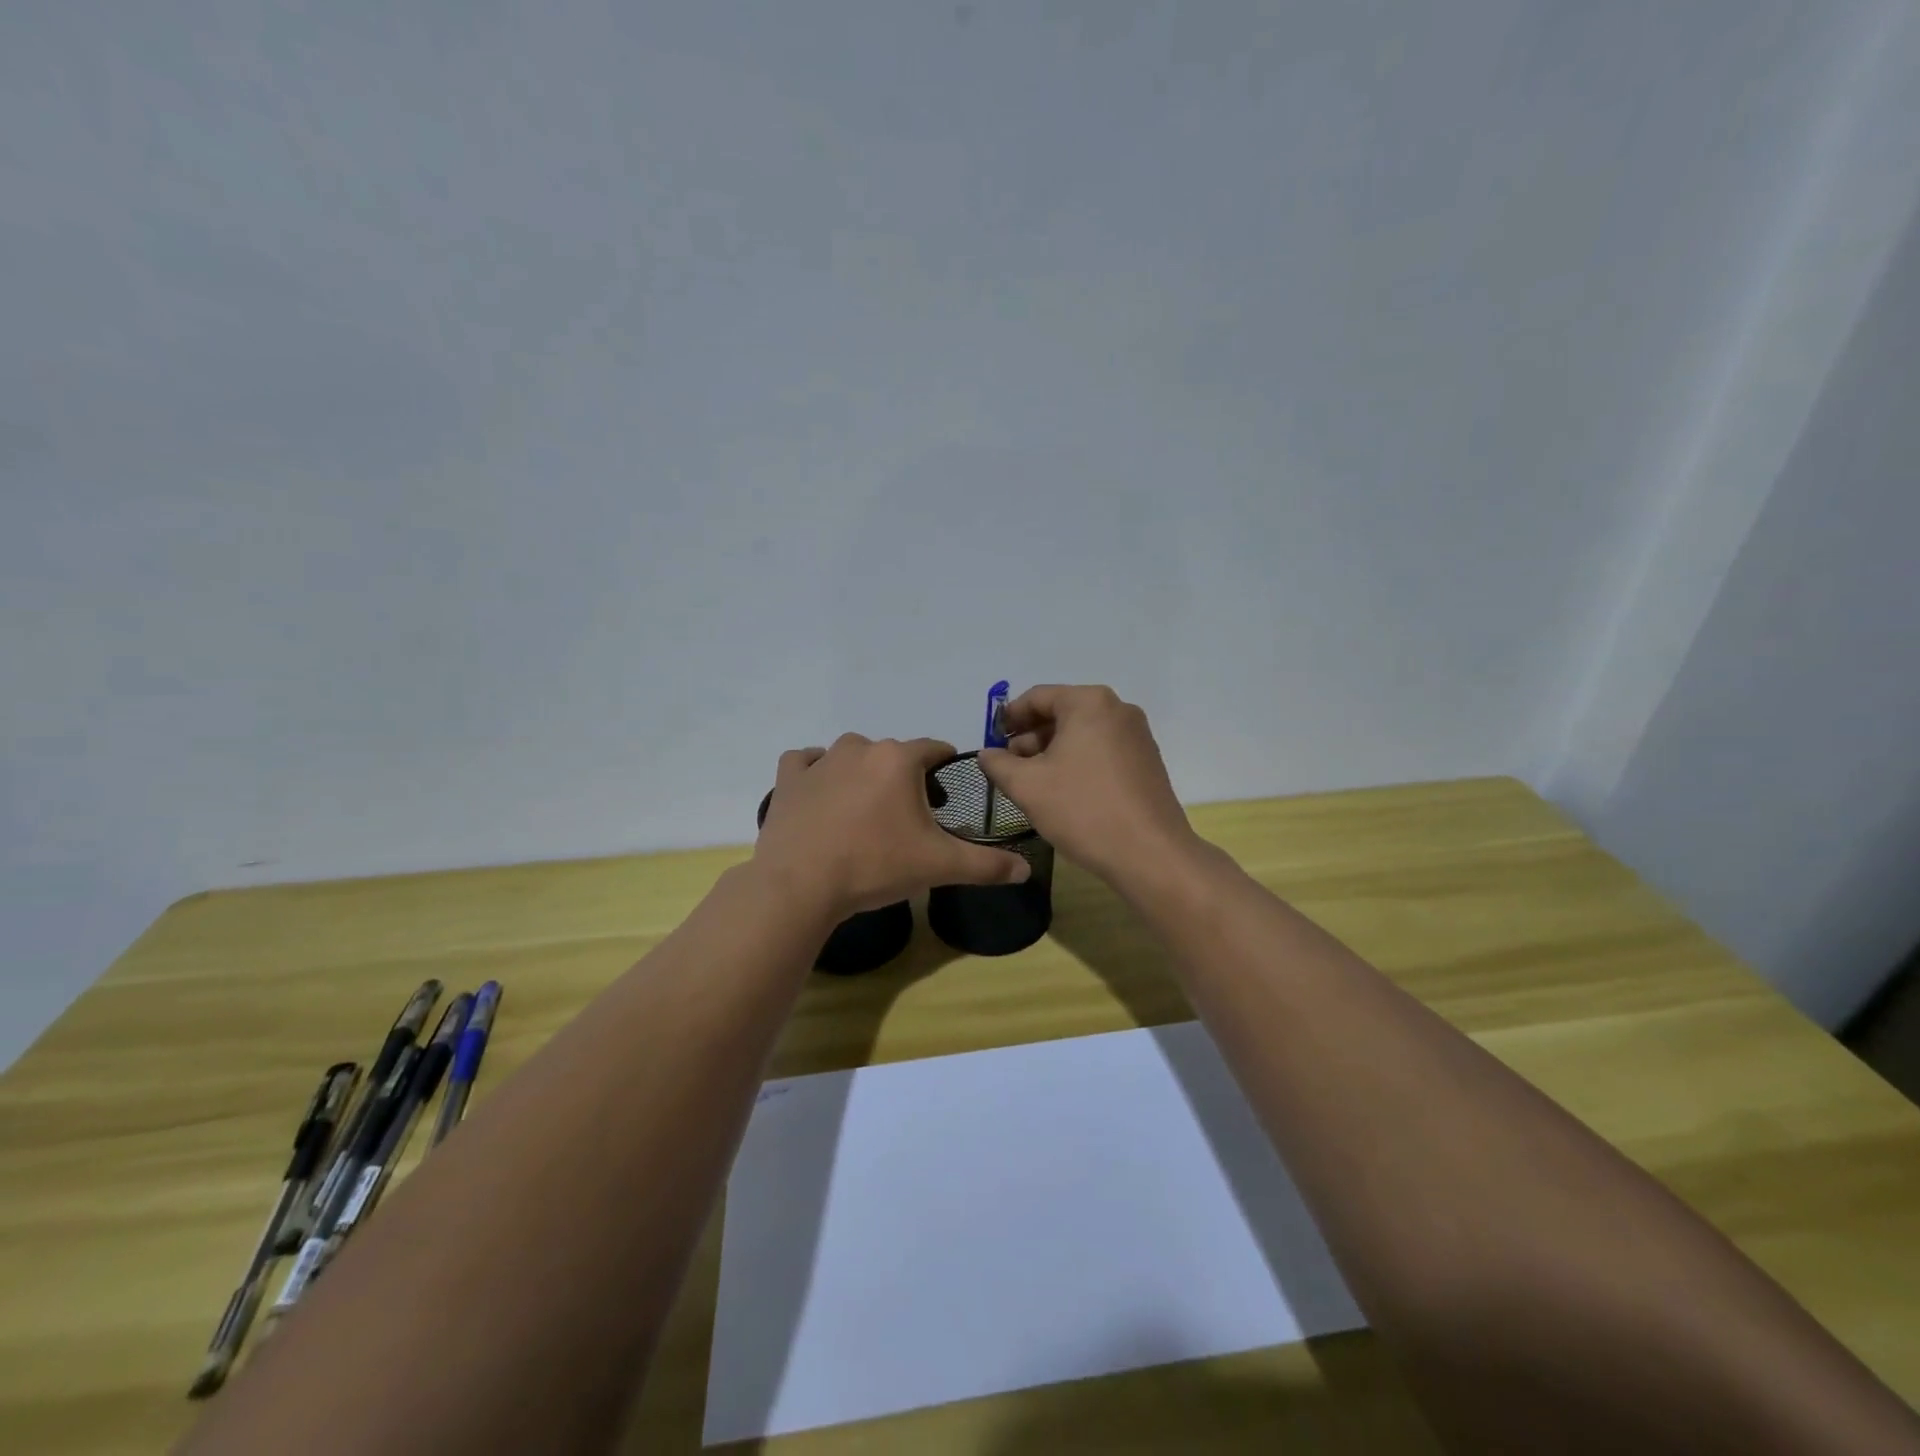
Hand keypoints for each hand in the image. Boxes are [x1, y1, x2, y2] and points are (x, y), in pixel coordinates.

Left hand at [755, 734, 1030, 919]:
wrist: (801, 885)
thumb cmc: (875, 866)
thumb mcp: (939, 866)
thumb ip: (986, 865)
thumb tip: (1026, 870)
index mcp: (899, 759)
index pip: (934, 748)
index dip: (944, 766)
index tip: (946, 790)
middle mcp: (860, 748)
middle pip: (893, 754)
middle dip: (904, 777)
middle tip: (906, 818)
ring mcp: (820, 761)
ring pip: (851, 755)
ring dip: (862, 773)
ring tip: (865, 812)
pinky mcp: (789, 779)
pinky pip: (805, 763)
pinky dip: (815, 772)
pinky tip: (821, 794)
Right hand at [978, 685, 1198, 885]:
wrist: (1150, 854)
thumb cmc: (1082, 810)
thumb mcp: (1027, 786)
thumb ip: (998, 764)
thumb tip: (988, 754)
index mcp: (1089, 703)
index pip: (1038, 696)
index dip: (1009, 717)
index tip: (992, 739)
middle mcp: (1118, 709)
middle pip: (1063, 712)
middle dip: (1031, 736)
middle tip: (1009, 765)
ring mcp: (1137, 736)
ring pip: (1083, 734)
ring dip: (1053, 751)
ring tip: (1033, 782)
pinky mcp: (1147, 762)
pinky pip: (1102, 750)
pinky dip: (1078, 762)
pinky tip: (1064, 791)